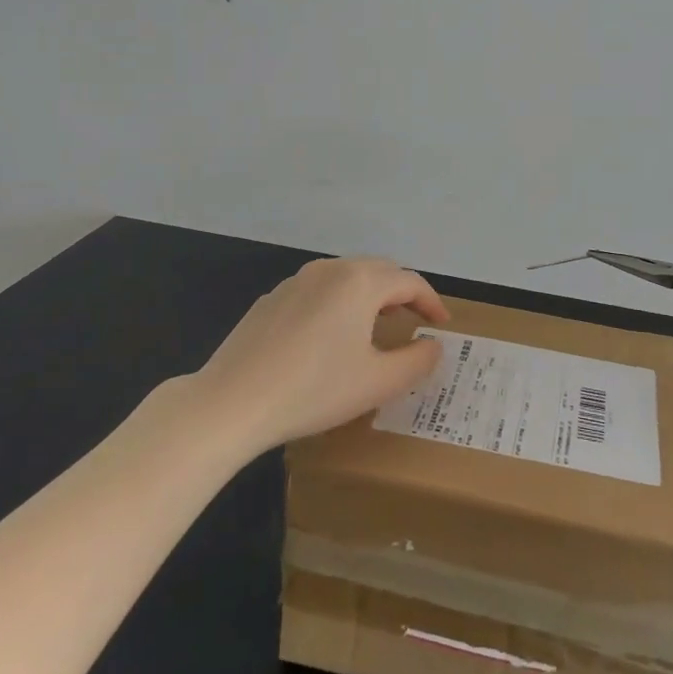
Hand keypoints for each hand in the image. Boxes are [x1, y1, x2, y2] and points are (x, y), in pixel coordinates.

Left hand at [191, 256, 451, 454]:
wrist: (231, 403)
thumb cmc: (314, 390)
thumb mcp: (378, 383)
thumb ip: (417, 361)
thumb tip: (433, 345)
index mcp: (361, 283)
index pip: (410, 281)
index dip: (431, 302)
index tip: (442, 324)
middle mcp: (330, 270)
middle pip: (378, 271)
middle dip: (402, 293)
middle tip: (414, 321)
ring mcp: (296, 281)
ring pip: (346, 277)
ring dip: (369, 295)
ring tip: (376, 326)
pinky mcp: (271, 299)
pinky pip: (317, 291)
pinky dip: (337, 303)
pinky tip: (328, 337)